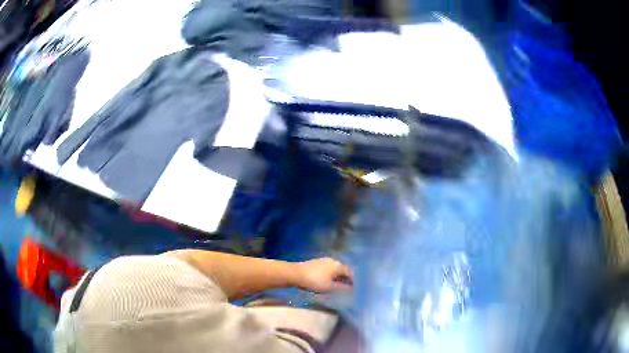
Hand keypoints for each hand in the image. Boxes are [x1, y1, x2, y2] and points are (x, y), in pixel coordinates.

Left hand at [295, 258, 352, 292]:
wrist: (295, 273)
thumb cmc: (315, 281)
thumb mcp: (330, 287)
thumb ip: (342, 288)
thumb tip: (351, 288)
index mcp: (338, 266)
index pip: (350, 273)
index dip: (352, 281)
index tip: (353, 289)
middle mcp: (333, 260)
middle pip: (343, 269)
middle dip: (345, 278)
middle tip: (345, 288)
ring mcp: (324, 260)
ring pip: (335, 268)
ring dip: (337, 276)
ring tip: (336, 285)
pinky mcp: (316, 262)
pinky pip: (328, 268)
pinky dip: (330, 274)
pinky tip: (326, 280)